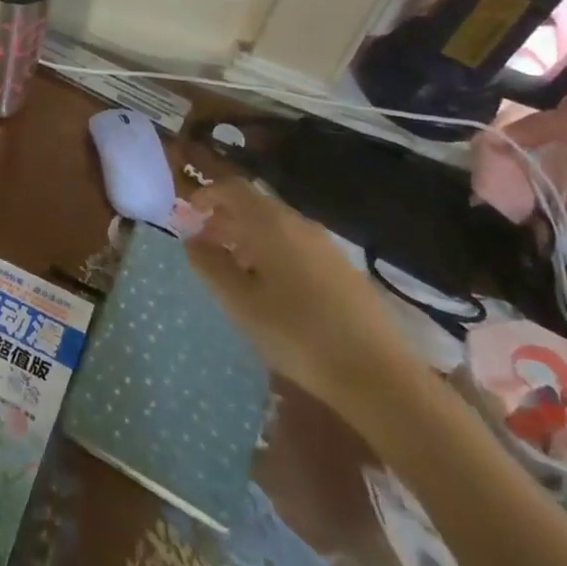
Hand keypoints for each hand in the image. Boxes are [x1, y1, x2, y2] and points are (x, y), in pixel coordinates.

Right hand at [183, 179, 422, 423]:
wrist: (380, 377)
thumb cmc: (298, 334)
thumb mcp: (240, 302)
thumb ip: (209, 265)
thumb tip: (191, 239)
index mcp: (271, 224)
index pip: (232, 189)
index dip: (206, 196)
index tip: (186, 216)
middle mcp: (300, 225)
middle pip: (255, 207)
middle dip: (224, 220)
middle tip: (203, 247)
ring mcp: (327, 248)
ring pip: (276, 229)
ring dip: (248, 239)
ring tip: (232, 272)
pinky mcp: (344, 271)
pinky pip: (297, 248)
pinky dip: (272, 254)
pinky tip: (270, 291)